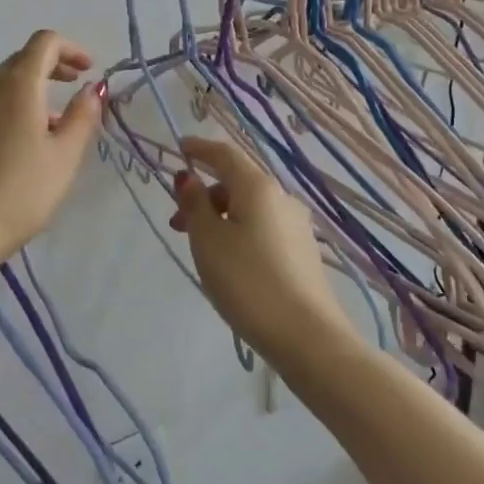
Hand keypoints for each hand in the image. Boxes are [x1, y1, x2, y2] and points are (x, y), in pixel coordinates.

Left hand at [0, 30, 101, 267]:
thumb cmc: (21, 192)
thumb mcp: (64, 157)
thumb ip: (82, 117)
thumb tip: (91, 90)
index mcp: (18, 86)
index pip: (43, 43)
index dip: (70, 49)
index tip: (88, 70)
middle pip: (20, 61)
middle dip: (51, 67)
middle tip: (74, 87)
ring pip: (1, 86)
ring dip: (29, 91)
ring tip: (50, 123)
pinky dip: (7, 110)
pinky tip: (16, 144)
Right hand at [170, 137, 352, 364]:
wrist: (306, 335)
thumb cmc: (247, 281)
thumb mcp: (208, 241)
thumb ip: (195, 205)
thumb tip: (189, 178)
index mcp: (258, 187)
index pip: (225, 154)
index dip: (200, 149)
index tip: (179, 149)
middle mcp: (282, 198)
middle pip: (238, 182)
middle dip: (206, 194)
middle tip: (178, 222)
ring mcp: (297, 226)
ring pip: (251, 208)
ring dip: (221, 216)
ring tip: (201, 248)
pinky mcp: (303, 252)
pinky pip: (264, 228)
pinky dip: (240, 232)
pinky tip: (230, 261)